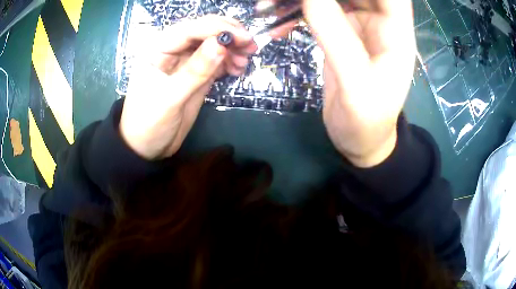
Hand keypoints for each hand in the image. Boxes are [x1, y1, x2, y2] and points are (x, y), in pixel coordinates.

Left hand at [120, 16, 257, 159]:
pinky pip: (216, 61)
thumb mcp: (170, 98)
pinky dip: (229, 61)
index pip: (190, 29)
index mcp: (158, 49)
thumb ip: (195, 71)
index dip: (217, 29)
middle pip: (204, 32)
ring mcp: (185, 62)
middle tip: (251, 46)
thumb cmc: (148, 123)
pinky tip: (238, 68)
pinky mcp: (195, 75)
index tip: (243, 37)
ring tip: (245, 61)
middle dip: (228, 35)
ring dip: (232, 48)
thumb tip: (221, 44)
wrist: (147, 147)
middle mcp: (172, 50)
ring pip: (212, 45)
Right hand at [271, 0, 415, 166]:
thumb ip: (336, 37)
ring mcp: (358, 25)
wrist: (360, 139)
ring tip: (270, 4)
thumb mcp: (355, 85)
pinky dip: (296, 10)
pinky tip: (276, 19)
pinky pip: (318, 10)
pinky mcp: (340, 32)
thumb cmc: (366, 121)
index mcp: (397, 34)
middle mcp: (380, 22)